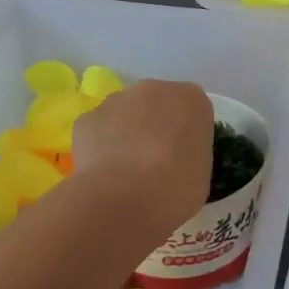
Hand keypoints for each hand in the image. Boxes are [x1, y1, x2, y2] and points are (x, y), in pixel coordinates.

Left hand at [69, 79, 213, 245]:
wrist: (125, 198)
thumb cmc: (176, 188)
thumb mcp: (201, 173)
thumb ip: (190, 153)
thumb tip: (175, 159)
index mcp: (192, 99)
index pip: (192, 109)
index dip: (185, 133)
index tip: (182, 157)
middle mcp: (155, 89)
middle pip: (156, 103)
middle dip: (154, 125)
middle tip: (153, 162)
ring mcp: (117, 99)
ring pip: (123, 113)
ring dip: (125, 133)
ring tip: (124, 172)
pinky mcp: (87, 118)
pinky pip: (97, 129)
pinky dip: (99, 146)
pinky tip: (103, 173)